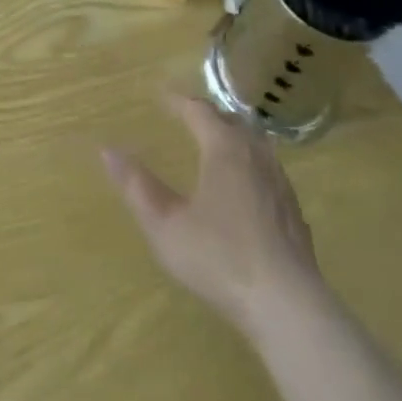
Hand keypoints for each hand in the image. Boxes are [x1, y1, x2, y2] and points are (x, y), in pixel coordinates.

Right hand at [101, 95, 323, 337]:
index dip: (179, 101)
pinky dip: (250, 161)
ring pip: (254, 142)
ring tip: (216, 143)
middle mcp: (254, 153)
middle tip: (188, 116)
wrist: (287, 304)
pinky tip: (245, 185)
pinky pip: (268, 168)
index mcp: (224, 148)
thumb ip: (137, 187)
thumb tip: (108, 151)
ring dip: (233, 134)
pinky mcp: (293, 208)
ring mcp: (279, 180)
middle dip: (207, 114)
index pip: (199, 110)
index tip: (162, 96)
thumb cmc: (220, 258)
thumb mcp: (166, 226)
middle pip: (230, 120)